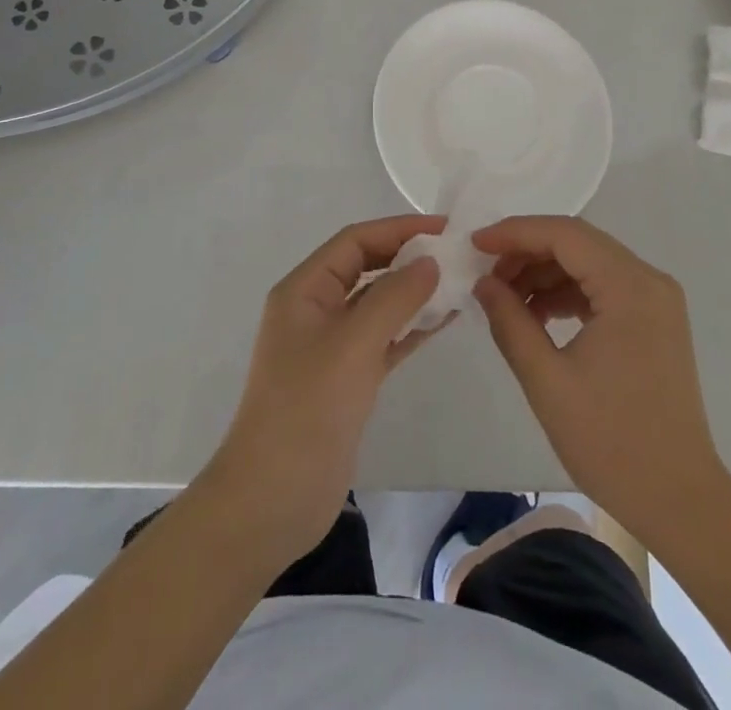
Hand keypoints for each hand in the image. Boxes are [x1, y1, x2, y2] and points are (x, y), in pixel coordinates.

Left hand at [204, 216, 446, 561]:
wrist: (271, 501)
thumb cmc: (306, 410)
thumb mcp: (353, 344)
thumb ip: (394, 297)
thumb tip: (430, 261)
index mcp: (304, 290)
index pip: (355, 241)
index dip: (398, 229)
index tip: (444, 228)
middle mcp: (315, 310)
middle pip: (367, 268)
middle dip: (408, 258)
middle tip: (457, 256)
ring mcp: (331, 346)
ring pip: (378, 304)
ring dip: (414, 292)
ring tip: (459, 284)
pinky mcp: (346, 379)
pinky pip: (383, 339)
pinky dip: (410, 327)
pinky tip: (443, 321)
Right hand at [472, 215, 727, 543]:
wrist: (681, 502)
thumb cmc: (612, 443)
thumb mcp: (547, 381)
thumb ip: (511, 322)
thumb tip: (484, 283)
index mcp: (630, 287)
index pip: (565, 234)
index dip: (515, 233)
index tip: (474, 244)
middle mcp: (649, 280)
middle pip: (578, 242)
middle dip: (527, 251)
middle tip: (486, 274)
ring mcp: (656, 299)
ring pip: (589, 262)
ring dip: (545, 272)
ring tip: (505, 298)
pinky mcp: (654, 320)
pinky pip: (603, 286)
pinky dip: (567, 292)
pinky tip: (537, 315)